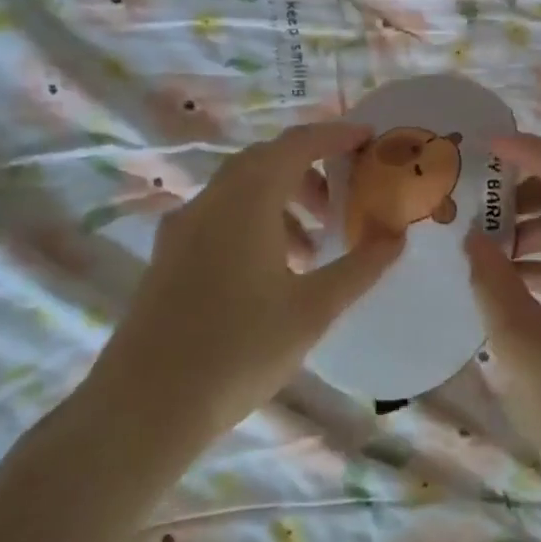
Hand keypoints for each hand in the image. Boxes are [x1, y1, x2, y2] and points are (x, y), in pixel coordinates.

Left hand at [95, 121, 403, 454]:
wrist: (144, 406)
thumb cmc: (239, 349)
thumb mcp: (313, 309)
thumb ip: (360, 268)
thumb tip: (396, 237)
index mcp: (248, 199)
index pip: (298, 144)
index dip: (336, 135)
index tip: (369, 139)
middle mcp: (212, 199)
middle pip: (267, 161)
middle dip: (310, 170)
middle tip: (342, 200)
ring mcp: (183, 227)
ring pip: (241, 190)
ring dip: (282, 201)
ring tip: (312, 247)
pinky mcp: (168, 255)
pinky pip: (220, 216)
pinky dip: (254, 222)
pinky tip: (271, 272)